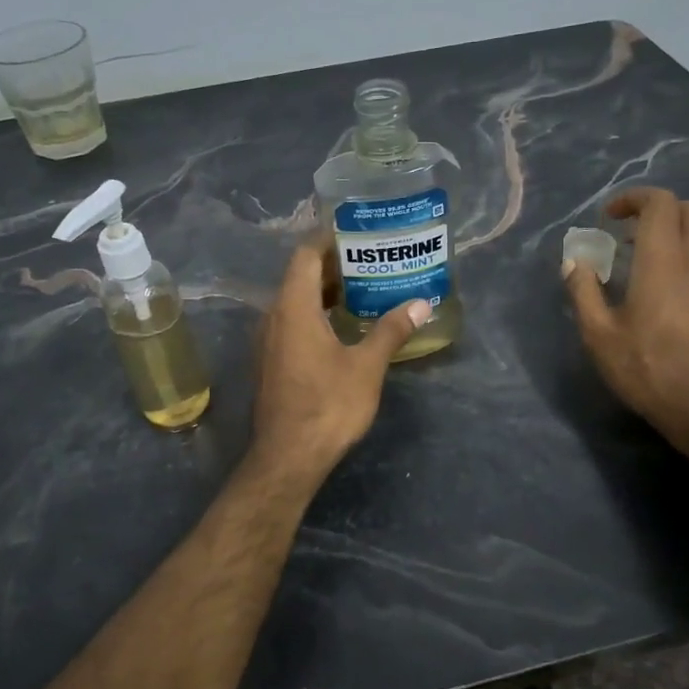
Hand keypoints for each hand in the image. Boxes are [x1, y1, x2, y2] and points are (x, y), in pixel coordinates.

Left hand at [250, 242, 429, 480]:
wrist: (288, 457)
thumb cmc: (327, 406)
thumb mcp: (366, 366)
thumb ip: (391, 330)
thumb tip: (421, 303)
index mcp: (294, 307)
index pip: (305, 255)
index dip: (328, 238)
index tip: (356, 231)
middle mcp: (274, 316)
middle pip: (300, 276)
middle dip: (334, 265)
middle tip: (371, 259)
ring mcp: (268, 341)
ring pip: (295, 301)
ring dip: (325, 291)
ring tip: (363, 288)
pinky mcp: (271, 361)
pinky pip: (292, 322)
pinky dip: (316, 314)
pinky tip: (343, 326)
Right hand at [564, 187, 688, 453]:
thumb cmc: (649, 370)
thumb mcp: (599, 335)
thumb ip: (584, 291)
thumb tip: (573, 262)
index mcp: (664, 261)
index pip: (660, 203)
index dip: (633, 199)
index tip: (609, 218)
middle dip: (658, 210)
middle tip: (629, 234)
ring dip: (676, 233)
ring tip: (646, 260)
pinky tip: (669, 290)